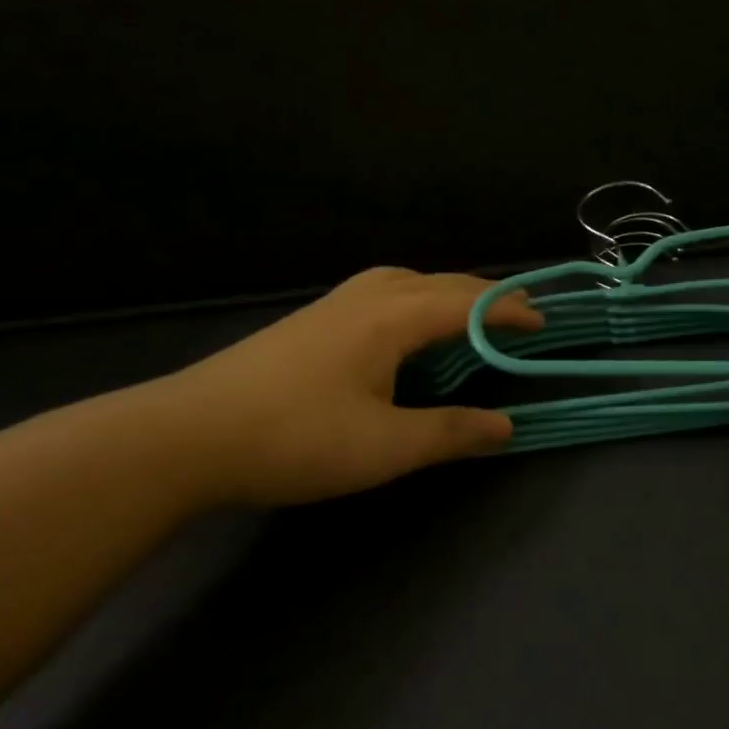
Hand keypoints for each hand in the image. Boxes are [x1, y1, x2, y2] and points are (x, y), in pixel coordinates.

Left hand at [163, 268, 540, 506]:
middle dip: (484, 295)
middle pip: (439, 283)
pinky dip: (413, 298)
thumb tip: (505, 427)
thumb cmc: (296, 439)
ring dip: (445, 291)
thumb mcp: (386, 447)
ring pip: (405, 280)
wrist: (186, 436)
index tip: (542, 323)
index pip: (468, 304)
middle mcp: (367, 299)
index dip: (509, 312)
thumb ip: (451, 433)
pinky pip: (379, 292)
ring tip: (465, 314)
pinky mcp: (309, 322)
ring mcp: (332, 306)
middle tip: (517, 313)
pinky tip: (402, 328)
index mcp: (393, 319)